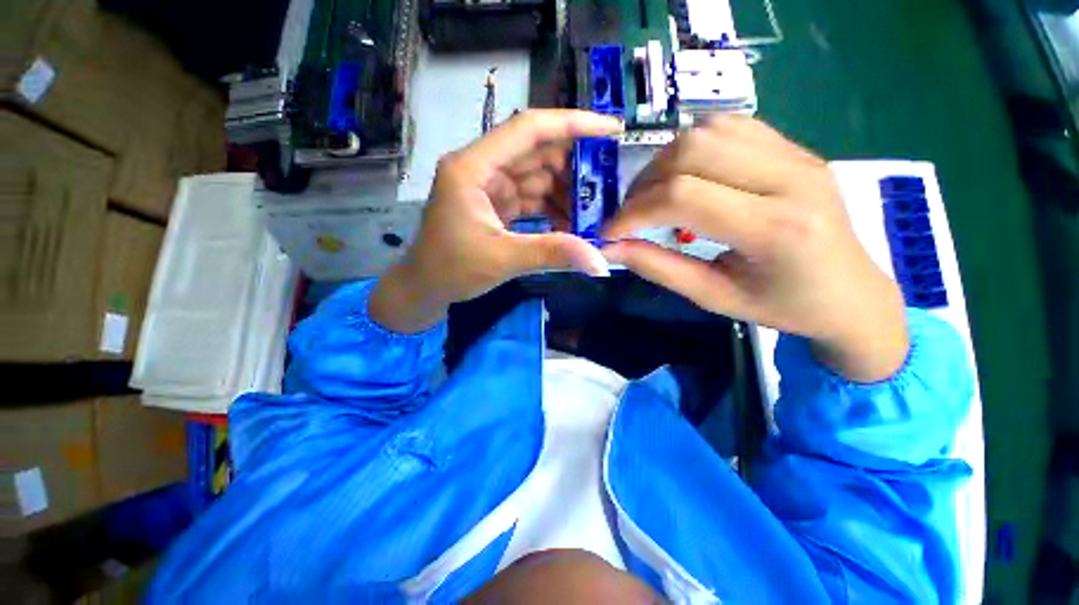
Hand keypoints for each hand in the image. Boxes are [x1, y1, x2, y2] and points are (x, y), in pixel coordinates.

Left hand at [371, 110, 621, 332]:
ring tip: (595, 210)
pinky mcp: (496, 204)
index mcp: (473, 167)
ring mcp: (489, 186)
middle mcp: (482, 168)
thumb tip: (600, 263)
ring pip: (537, 176)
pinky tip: (572, 223)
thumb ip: (552, 254)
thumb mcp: (502, 259)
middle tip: (608, 184)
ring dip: (565, 191)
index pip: (528, 129)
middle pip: (537, 152)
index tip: (611, 129)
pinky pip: (531, 197)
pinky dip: (552, 208)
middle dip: (574, 167)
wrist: (425, 288)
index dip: (572, 124)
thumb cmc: (451, 269)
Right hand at [602, 116, 907, 381]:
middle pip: (692, 151)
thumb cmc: (783, 307)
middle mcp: (790, 178)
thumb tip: (610, 248)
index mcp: (775, 228)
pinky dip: (692, 146)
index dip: (633, 212)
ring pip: (707, 130)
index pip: (683, 197)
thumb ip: (659, 268)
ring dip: (664, 161)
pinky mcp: (794, 147)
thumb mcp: (713, 297)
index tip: (609, 233)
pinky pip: (729, 126)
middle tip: (630, 214)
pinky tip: (685, 176)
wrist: (852, 293)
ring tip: (653, 195)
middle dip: (644, 184)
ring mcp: (796, 154)